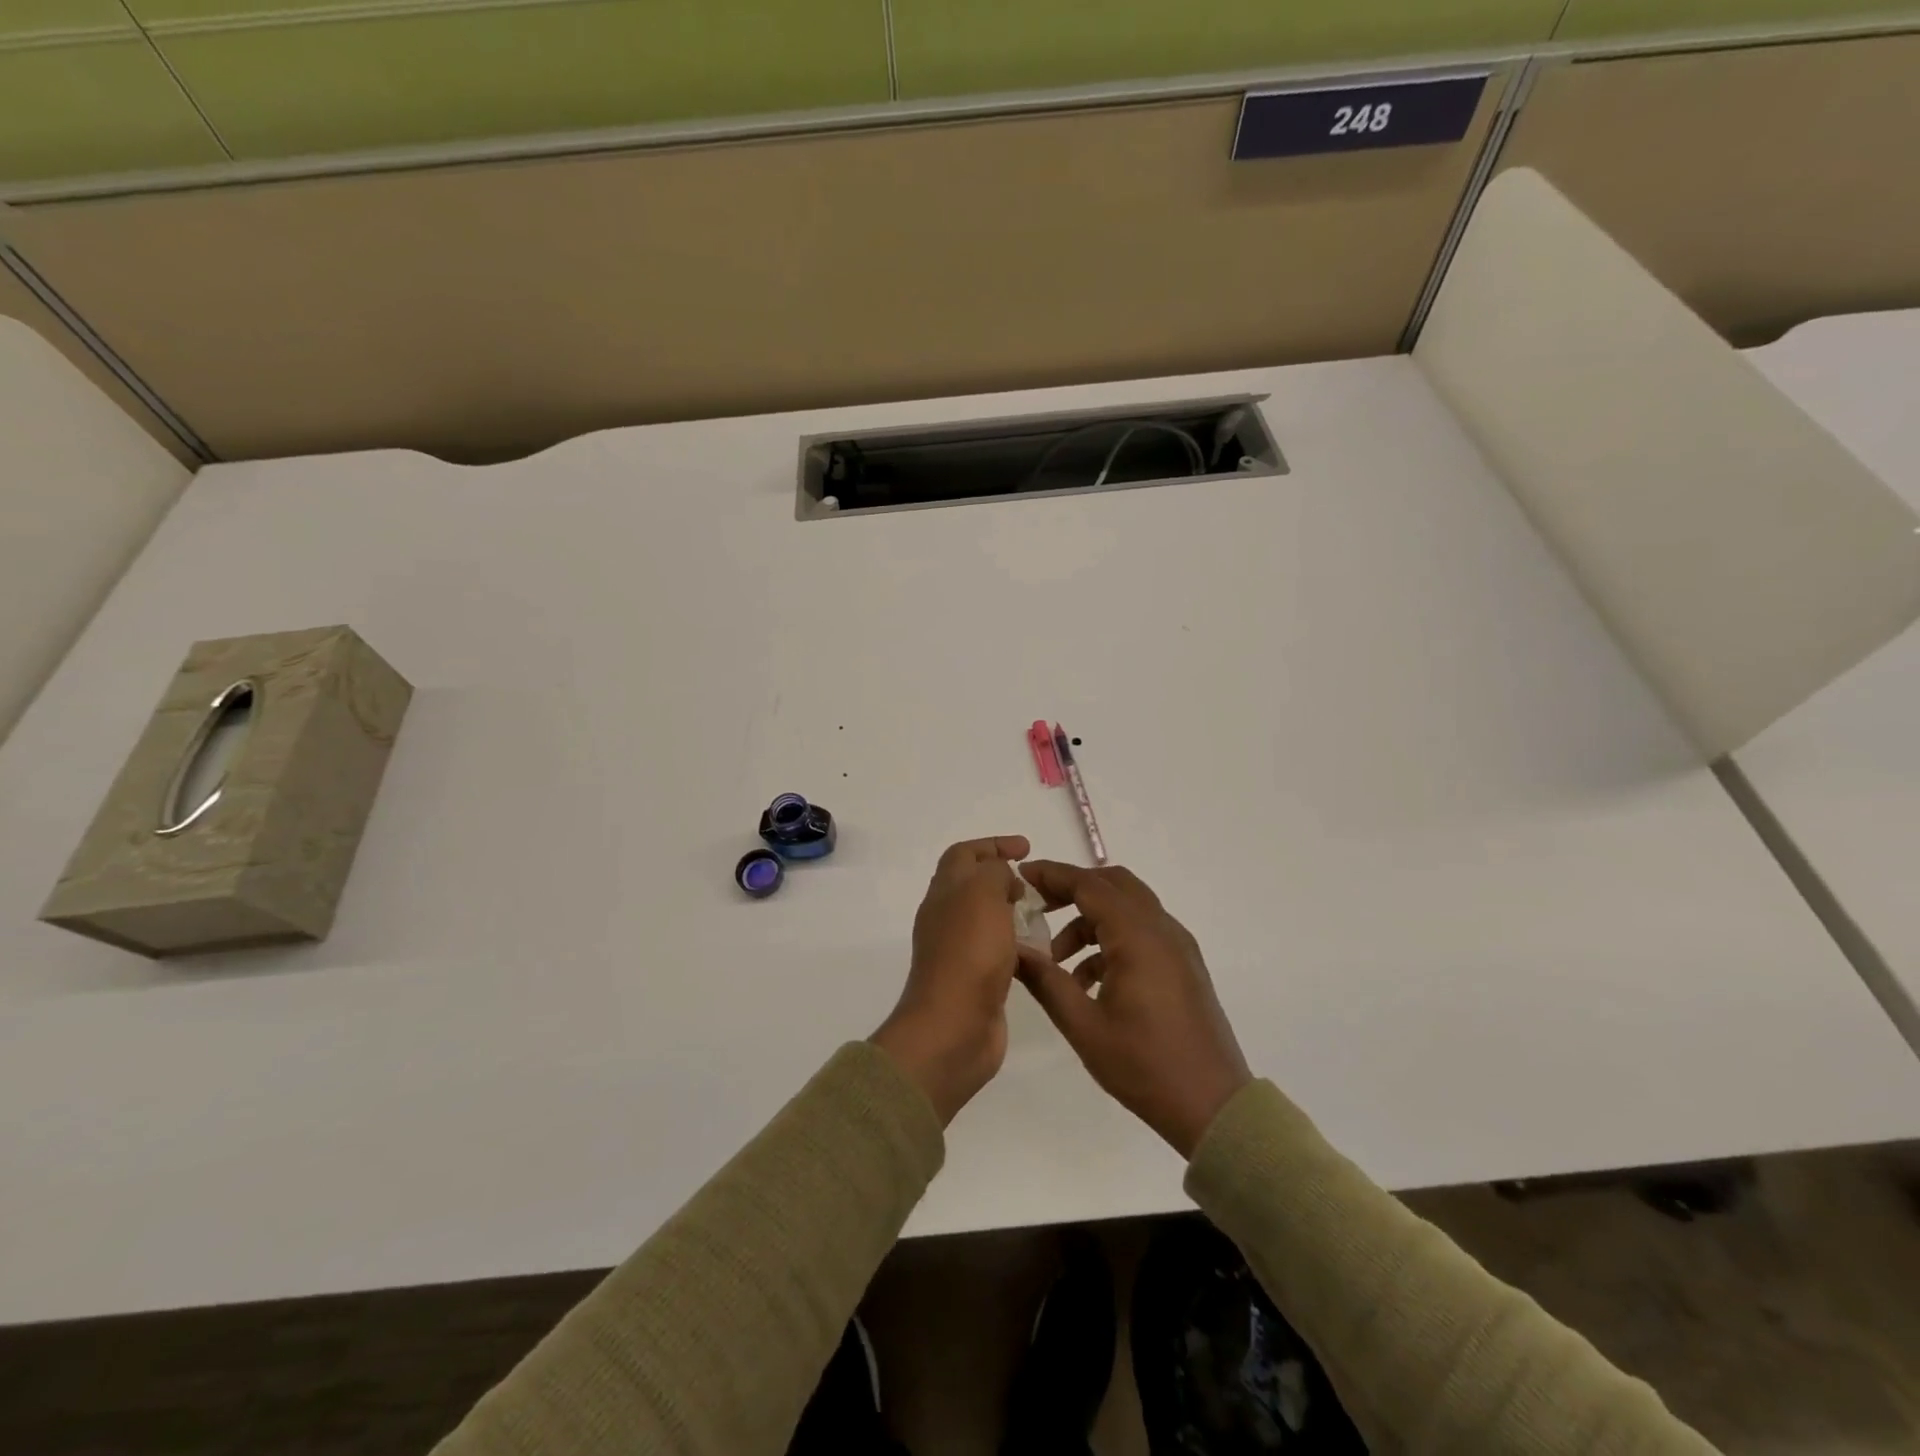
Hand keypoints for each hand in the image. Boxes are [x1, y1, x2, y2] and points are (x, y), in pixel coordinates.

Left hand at [872, 836, 1030, 1124]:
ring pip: (989, 919)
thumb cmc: (969, 953)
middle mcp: (947, 918)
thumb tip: (1004, 879)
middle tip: (1039, 884)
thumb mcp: (982, 894)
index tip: (1026, 849)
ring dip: (1016, 912)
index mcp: (944, 892)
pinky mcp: (977, 981)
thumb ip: (994, 873)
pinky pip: (1000, 952)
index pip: (964, 854)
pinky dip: (1021, 946)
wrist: (953, 1028)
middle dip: (1006, 878)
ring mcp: (961, 951)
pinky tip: (1044, 953)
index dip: (993, 845)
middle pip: (974, 885)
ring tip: (1048, 915)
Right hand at [1015, 862, 1250, 1157]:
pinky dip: (1112, 938)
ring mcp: (1177, 946)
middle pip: (1113, 885)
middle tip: (1038, 907)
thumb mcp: (1084, 1026)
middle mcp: (1162, 929)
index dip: (1052, 875)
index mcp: (1138, 937)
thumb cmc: (1145, 1066)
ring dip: (1090, 919)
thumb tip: (1013, 949)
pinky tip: (1088, 980)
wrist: (1213, 1107)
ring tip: (1057, 959)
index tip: (1020, 877)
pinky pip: (1142, 932)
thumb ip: (1046, 981)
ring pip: (1128, 908)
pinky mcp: (1183, 964)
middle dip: (1072, 889)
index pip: (1089, 885)